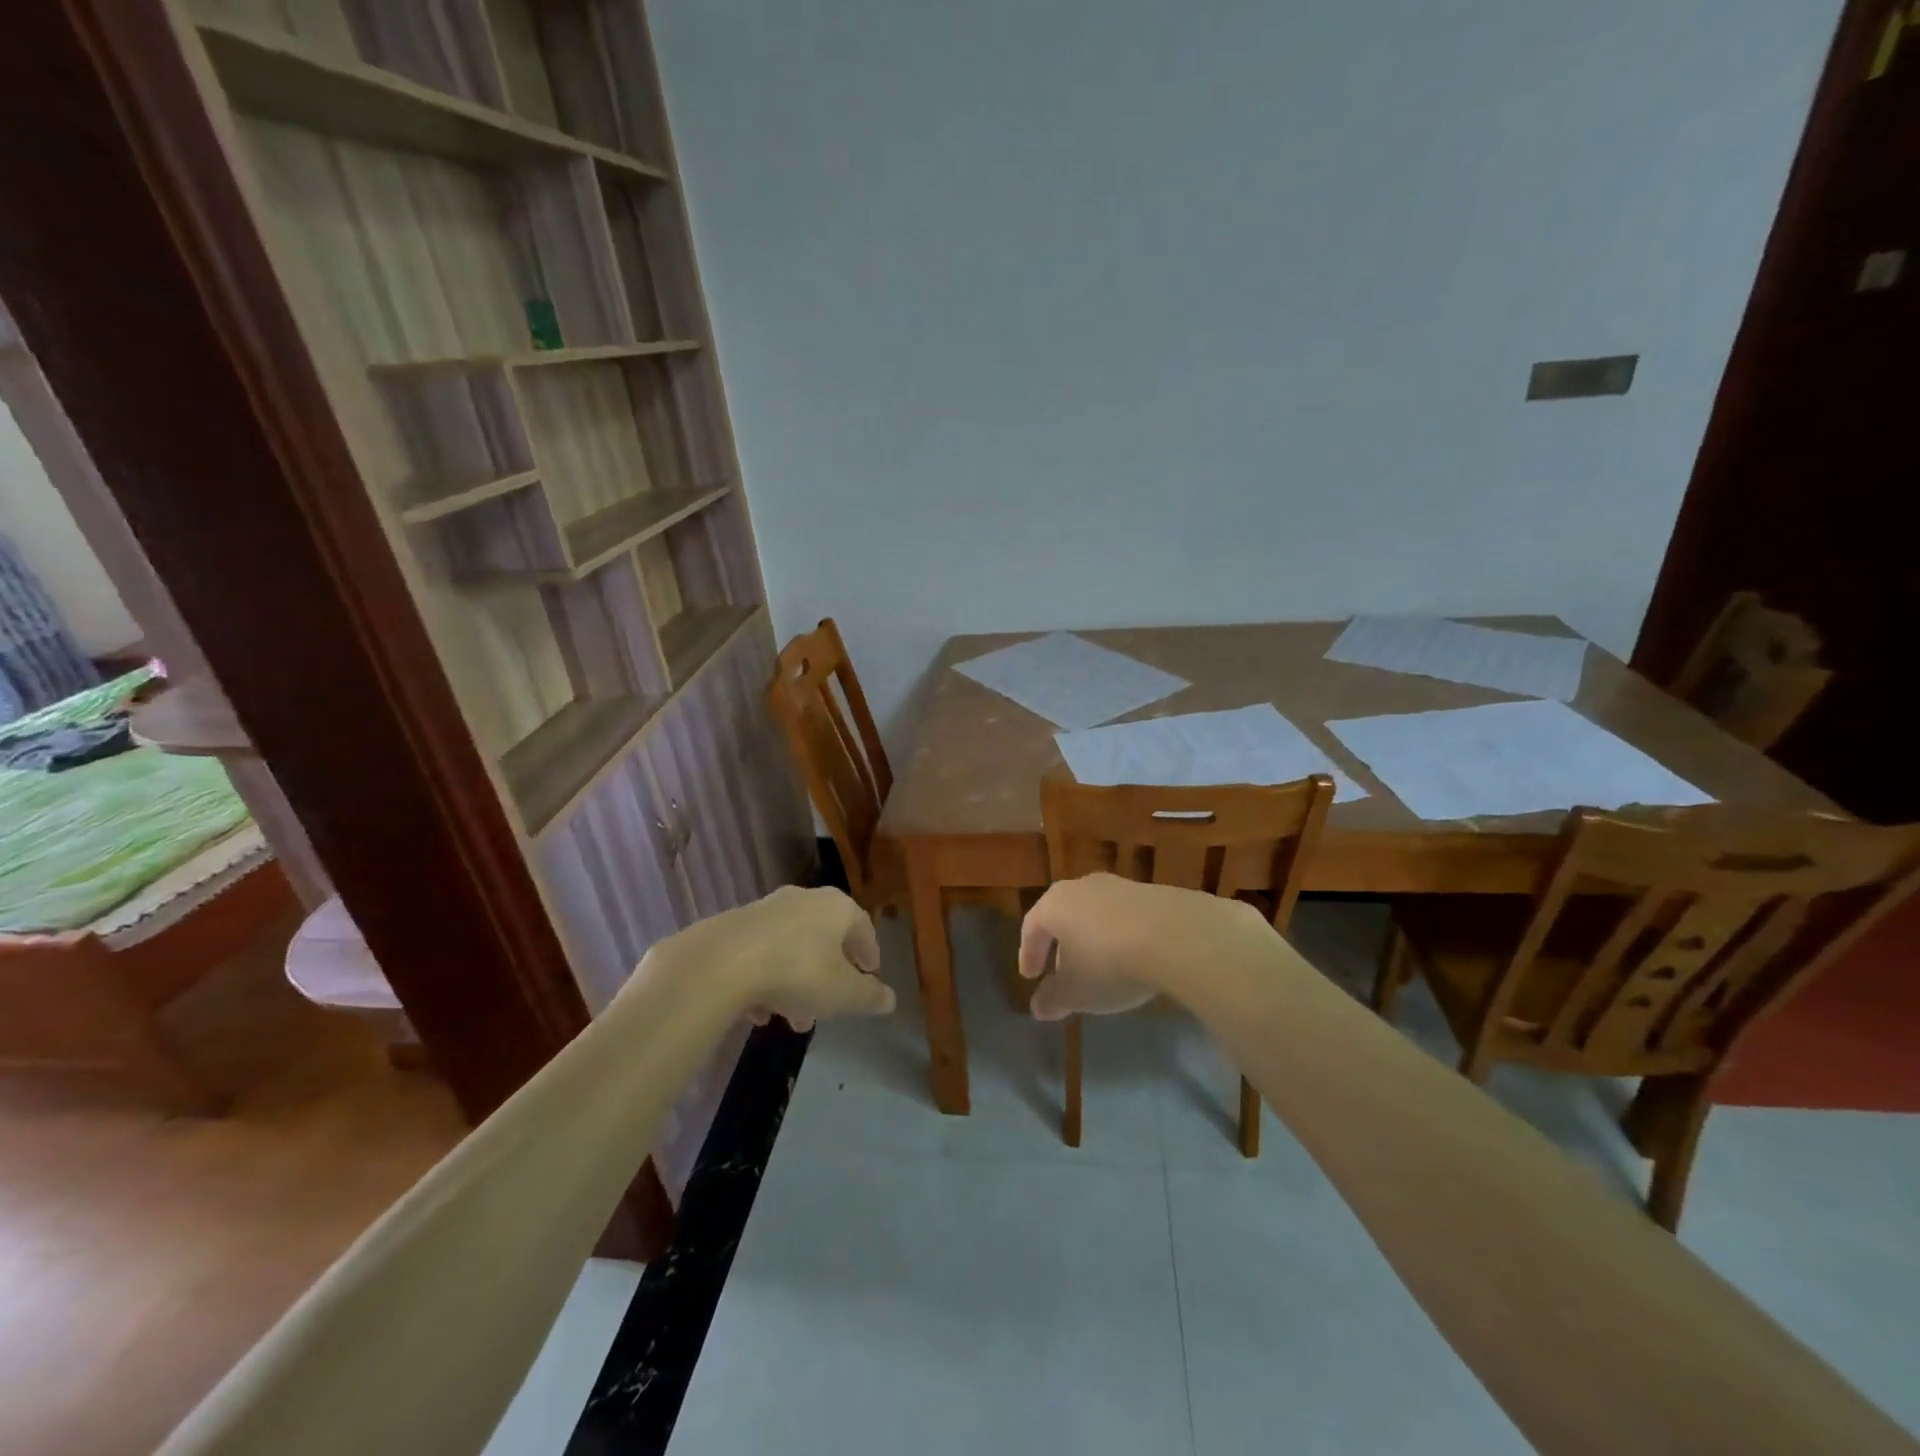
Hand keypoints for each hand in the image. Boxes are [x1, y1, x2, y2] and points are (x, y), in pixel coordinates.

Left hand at [645, 885, 895, 1031]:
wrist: (721, 962)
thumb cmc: (798, 971)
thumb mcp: (843, 994)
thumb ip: (869, 996)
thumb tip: (890, 998)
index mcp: (836, 907)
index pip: (862, 926)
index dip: (869, 953)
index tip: (870, 975)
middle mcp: (803, 899)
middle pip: (824, 938)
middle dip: (829, 977)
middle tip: (829, 1008)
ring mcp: (766, 910)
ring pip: (791, 948)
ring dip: (796, 982)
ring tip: (791, 1019)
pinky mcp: (733, 925)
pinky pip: (760, 953)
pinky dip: (766, 979)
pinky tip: (759, 1011)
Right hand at [1018, 873, 1267, 1020]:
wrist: (1175, 936)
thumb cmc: (1110, 963)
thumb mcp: (1076, 992)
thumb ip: (1053, 999)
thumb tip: (1038, 1007)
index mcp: (1055, 905)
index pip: (1032, 926)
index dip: (1029, 953)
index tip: (1031, 976)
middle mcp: (1083, 887)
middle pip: (1064, 915)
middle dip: (1061, 945)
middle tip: (1063, 972)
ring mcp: (1119, 886)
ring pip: (1095, 913)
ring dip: (1093, 939)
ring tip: (1101, 967)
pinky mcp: (1152, 893)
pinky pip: (1125, 916)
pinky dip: (1121, 935)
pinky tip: (1133, 958)